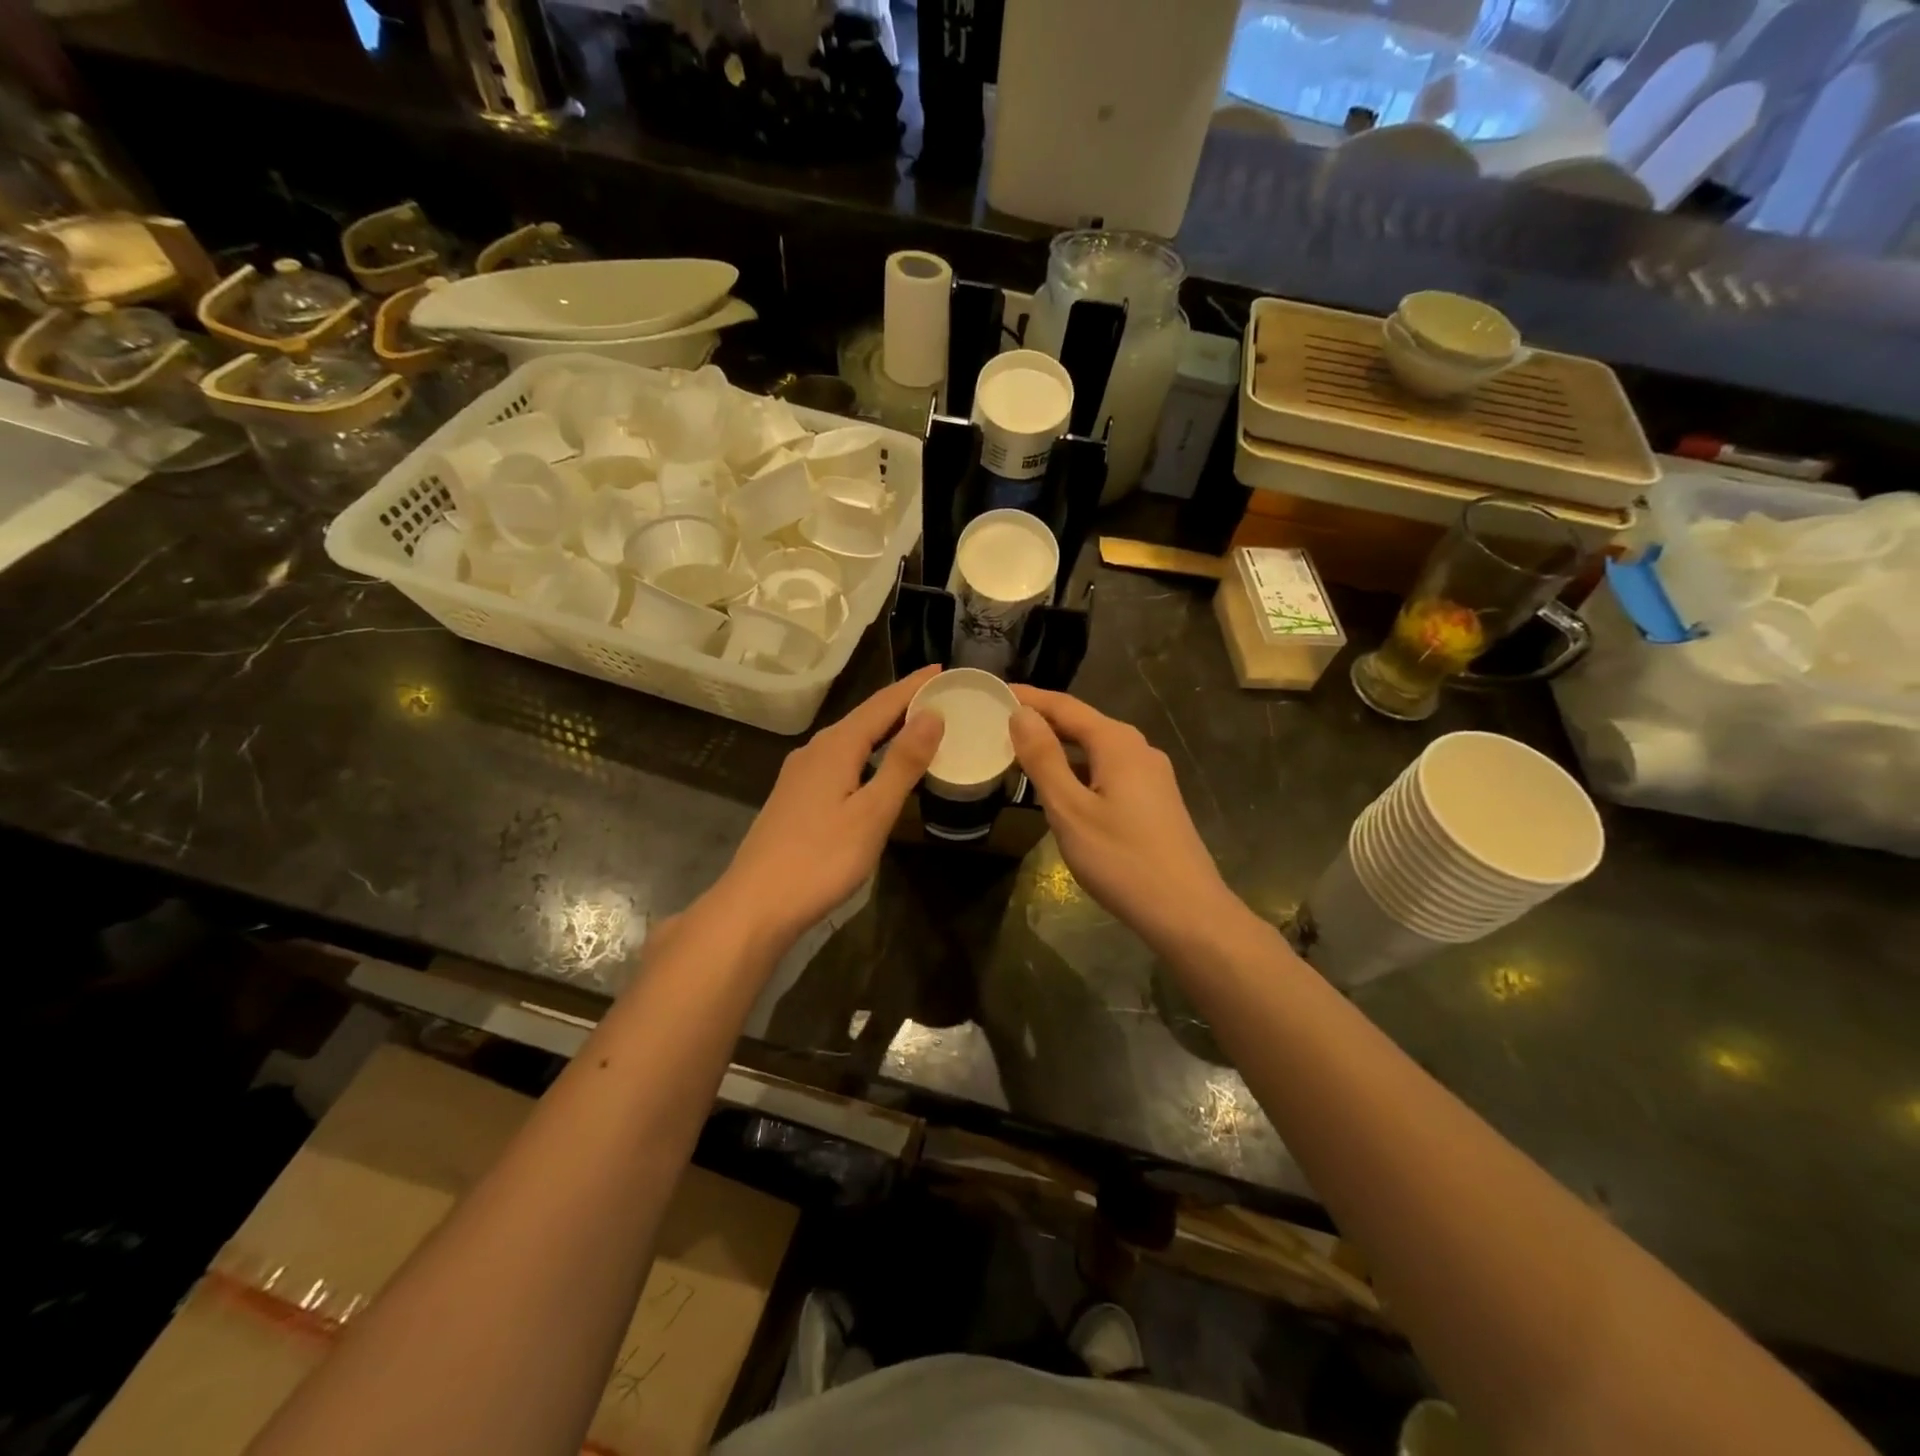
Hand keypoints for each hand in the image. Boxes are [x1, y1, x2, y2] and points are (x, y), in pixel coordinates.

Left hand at [711, 666, 944, 947]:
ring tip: (916, 726)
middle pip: (864, 717)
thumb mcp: (872, 813)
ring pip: (850, 739)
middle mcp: (815, 751)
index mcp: (836, 747)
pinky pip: (840, 760)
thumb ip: (903, 763)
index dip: (914, 686)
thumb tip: (932, 714)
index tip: (943, 669)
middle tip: (940, 696)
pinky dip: (867, 752)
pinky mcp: (795, 797)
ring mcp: (800, 775)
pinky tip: (875, 768)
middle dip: (901, 704)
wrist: (755, 905)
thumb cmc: (820, 860)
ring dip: (884, 729)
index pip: (883, 704)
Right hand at [1010, 687, 1240, 950]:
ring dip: (1060, 747)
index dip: (1029, 699)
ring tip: (1022, 752)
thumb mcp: (1070, 809)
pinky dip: (1079, 769)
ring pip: (1096, 749)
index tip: (995, 692)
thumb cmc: (1121, 859)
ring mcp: (1151, 776)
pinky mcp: (1155, 800)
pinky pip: (1109, 770)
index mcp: (1118, 743)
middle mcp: (1138, 749)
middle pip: (1083, 724)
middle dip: (1043, 720)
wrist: (1187, 911)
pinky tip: (1061, 787)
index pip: (1065, 706)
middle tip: (1000, 722)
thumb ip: (1043, 759)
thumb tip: (1020, 714)